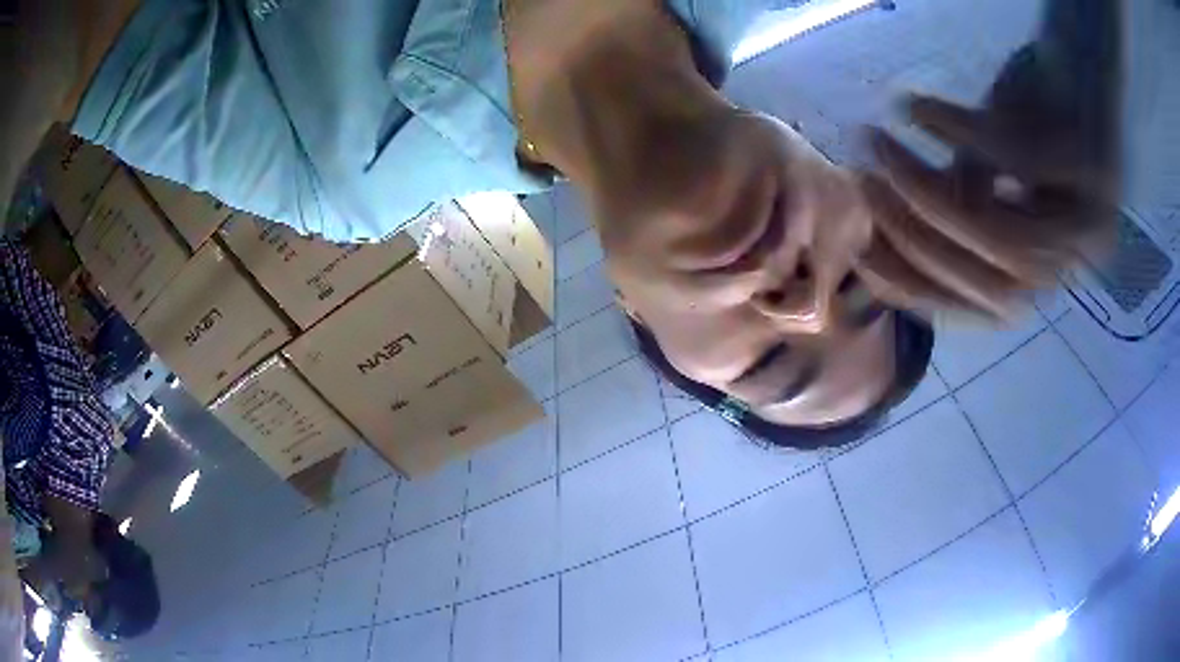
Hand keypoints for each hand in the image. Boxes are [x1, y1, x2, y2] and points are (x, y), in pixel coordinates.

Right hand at [854, 0, 1121, 320]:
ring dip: (929, 190)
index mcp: (1046, 270)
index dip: (916, 287)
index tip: (858, 249)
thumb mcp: (994, 169)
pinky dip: (953, 129)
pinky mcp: (1088, 167)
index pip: (976, 307)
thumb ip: (958, 203)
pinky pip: (1009, 160)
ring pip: (1004, 240)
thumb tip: (888, 230)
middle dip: (918, 239)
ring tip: (877, 143)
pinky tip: (910, 104)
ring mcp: (1085, 219)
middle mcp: (1070, 263)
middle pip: (992, 286)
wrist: (1078, 64)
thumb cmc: (1036, 115)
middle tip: (863, 183)